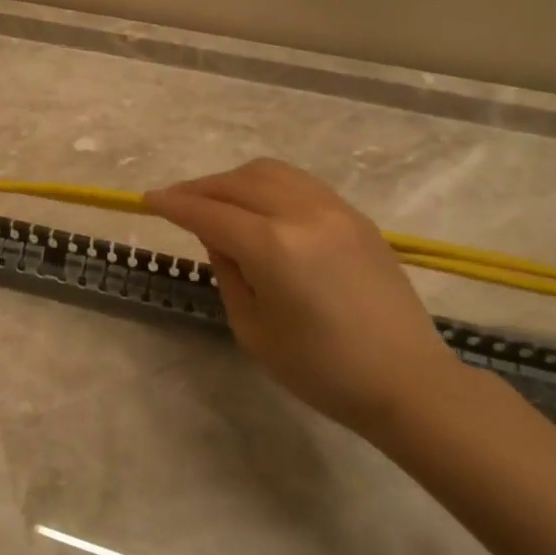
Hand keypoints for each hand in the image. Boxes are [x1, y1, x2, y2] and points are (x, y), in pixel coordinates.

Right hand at [145, 159, 459, 433]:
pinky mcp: (355, 216)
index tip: (147, 199)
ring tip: (217, 202)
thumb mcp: (253, 329)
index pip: (208, 213)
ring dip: (233, 181)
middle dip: (199, 189)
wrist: (408, 382)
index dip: (173, 204)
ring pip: (268, 172)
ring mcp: (334, 209)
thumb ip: (228, 273)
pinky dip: (267, 185)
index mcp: (273, 247)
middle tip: (175, 203)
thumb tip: (218, 237)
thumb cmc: (322, 370)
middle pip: (236, 183)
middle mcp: (302, 214)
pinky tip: (259, 207)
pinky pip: (299, 182)